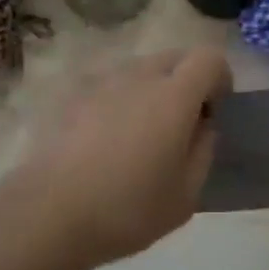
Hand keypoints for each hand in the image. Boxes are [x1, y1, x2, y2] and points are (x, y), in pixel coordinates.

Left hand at [10, 48, 230, 268]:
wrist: (49, 213)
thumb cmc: (127, 208)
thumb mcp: (186, 196)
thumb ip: (204, 150)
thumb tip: (202, 125)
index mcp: (173, 95)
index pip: (209, 58)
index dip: (219, 79)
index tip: (213, 112)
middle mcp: (138, 75)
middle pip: (174, 57)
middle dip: (187, 81)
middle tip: (180, 124)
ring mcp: (101, 81)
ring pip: (139, 69)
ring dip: (151, 89)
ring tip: (140, 135)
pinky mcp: (72, 94)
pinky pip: (109, 85)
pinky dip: (118, 101)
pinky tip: (105, 141)